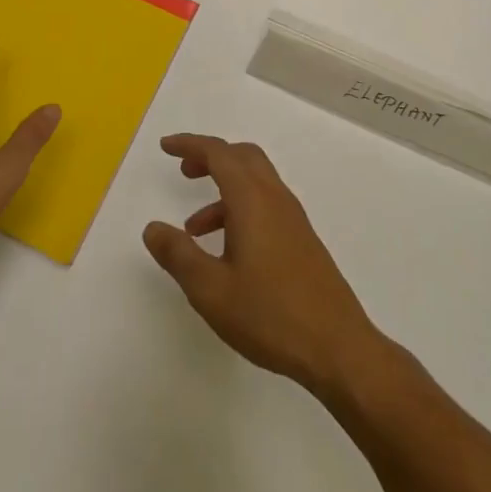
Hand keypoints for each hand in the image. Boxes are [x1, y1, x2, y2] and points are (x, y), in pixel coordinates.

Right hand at [142, 133, 381, 394]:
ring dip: (223, 189)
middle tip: (184, 170)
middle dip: (210, 157)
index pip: (219, 153)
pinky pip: (266, 205)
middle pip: (242, 157)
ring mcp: (293, 219)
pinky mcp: (302, 240)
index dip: (190, 144)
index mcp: (252, 200)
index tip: (165, 147)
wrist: (337, 348)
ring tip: (193, 228)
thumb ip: (178, 255)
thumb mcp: (211, 290)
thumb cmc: (270, 315)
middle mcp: (275, 199)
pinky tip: (226, 251)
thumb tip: (152, 228)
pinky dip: (240, 209)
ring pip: (255, 182)